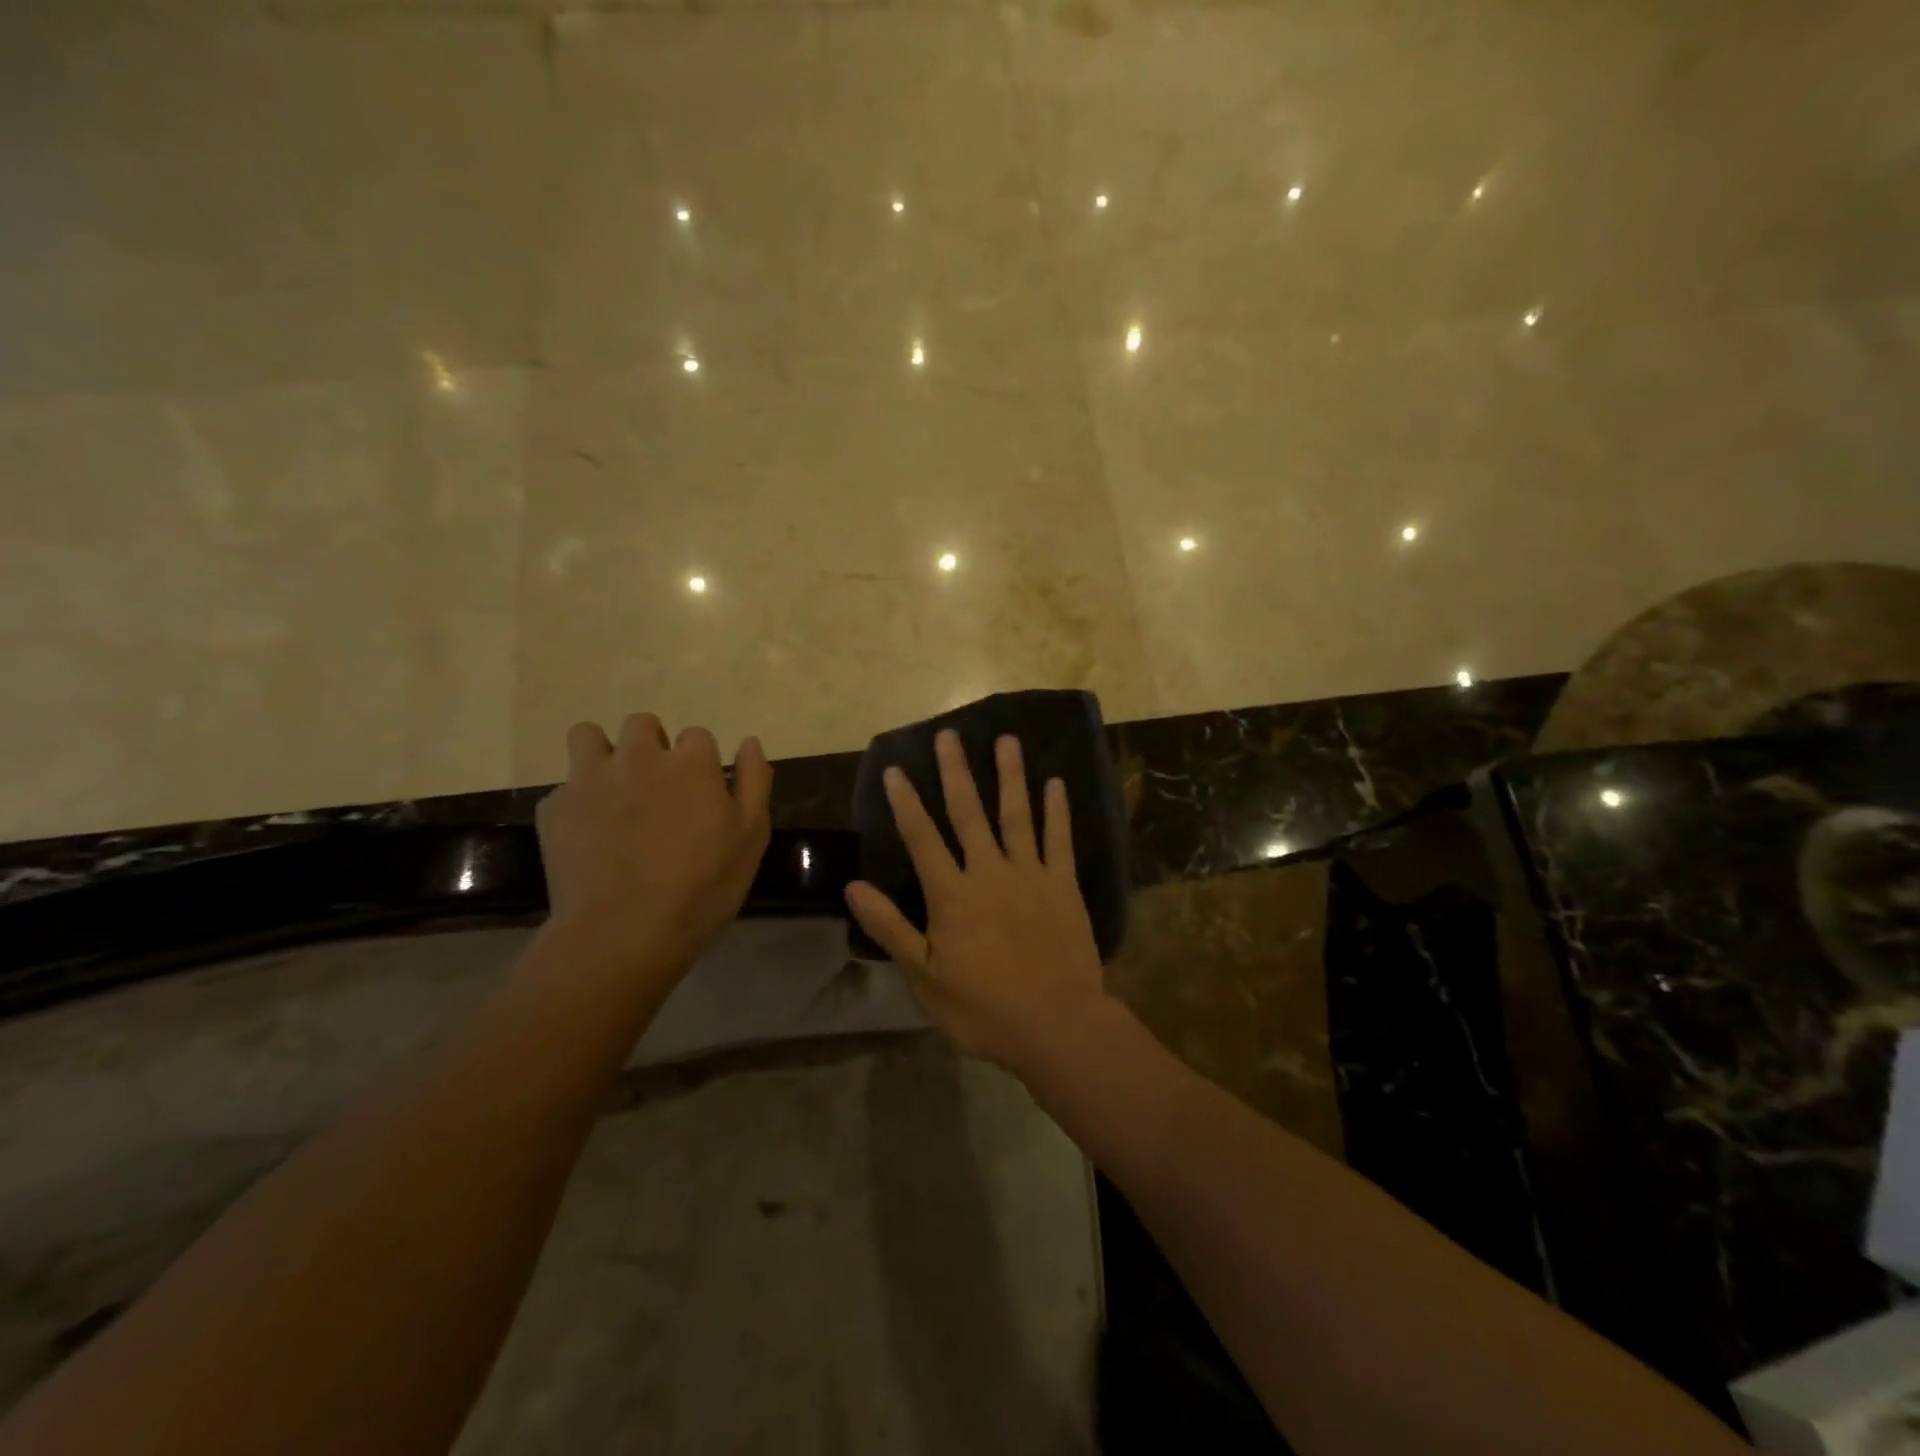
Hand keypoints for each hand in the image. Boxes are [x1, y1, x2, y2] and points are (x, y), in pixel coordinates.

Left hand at [536, 713, 772, 973]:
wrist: (622, 932)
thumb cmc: (701, 886)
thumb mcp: (751, 837)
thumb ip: (754, 781)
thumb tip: (749, 742)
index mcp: (690, 763)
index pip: (698, 736)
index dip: (701, 764)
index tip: (702, 794)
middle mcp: (639, 757)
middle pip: (643, 724)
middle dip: (652, 746)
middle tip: (659, 789)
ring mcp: (590, 779)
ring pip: (589, 736)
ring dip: (603, 753)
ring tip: (613, 790)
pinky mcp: (555, 808)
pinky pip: (564, 788)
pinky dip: (578, 803)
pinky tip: (588, 835)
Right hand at [844, 730, 1108, 1077]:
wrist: (1056, 1025)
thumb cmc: (984, 1009)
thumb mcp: (925, 978)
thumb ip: (891, 928)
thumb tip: (853, 887)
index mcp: (952, 895)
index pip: (922, 838)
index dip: (906, 802)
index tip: (895, 768)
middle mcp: (989, 872)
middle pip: (968, 812)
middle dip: (956, 772)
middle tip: (949, 735)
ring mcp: (1030, 874)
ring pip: (1017, 814)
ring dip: (1010, 775)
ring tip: (1007, 739)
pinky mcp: (1064, 885)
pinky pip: (1060, 840)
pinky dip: (1057, 810)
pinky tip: (1056, 783)